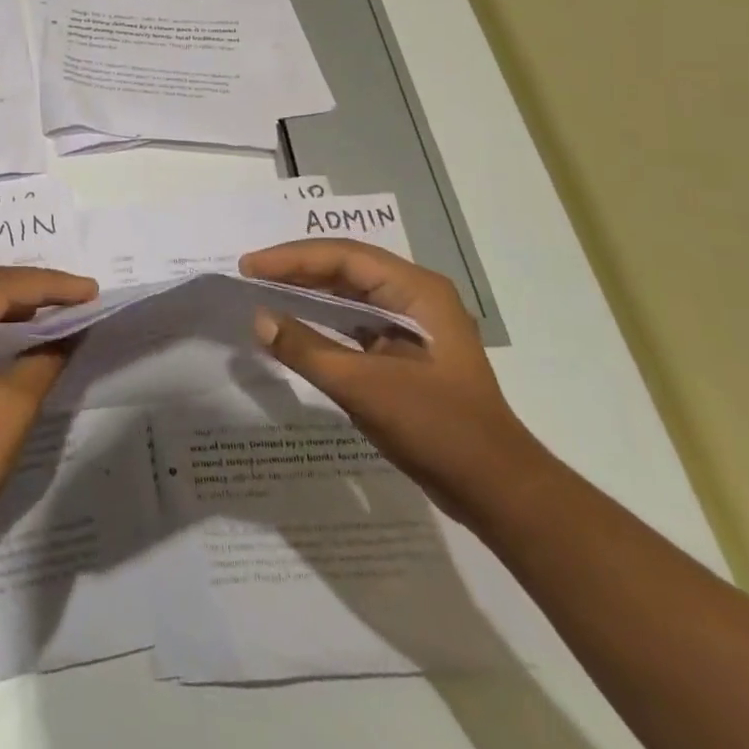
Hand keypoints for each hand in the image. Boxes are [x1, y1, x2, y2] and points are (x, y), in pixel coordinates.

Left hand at [0, 265, 98, 544]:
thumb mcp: (13, 406)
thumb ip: (47, 357)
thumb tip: (74, 328)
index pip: (2, 287)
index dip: (51, 285)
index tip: (92, 290)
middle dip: (39, 290)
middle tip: (84, 295)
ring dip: (25, 308)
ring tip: (67, 310)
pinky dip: (7, 330)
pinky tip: (34, 336)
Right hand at [242, 239, 548, 522]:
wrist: (498, 491)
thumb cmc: (438, 429)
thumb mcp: (365, 388)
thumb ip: (307, 350)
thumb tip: (259, 319)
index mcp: (417, 291)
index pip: (344, 257)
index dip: (292, 258)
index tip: (250, 267)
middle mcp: (416, 296)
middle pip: (346, 268)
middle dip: (297, 268)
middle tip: (250, 274)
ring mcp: (414, 324)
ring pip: (350, 293)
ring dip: (308, 291)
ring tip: (265, 290)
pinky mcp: (406, 352)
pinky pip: (356, 321)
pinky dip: (323, 319)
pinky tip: (297, 325)